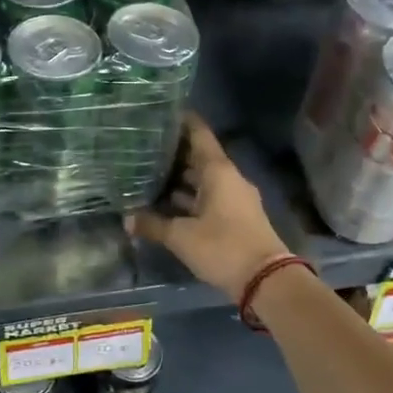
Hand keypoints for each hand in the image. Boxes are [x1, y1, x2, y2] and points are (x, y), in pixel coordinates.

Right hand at [128, 114, 290, 301]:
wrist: (266, 280)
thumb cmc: (223, 247)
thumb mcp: (182, 236)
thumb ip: (153, 225)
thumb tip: (126, 219)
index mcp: (219, 171)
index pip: (199, 134)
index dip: (182, 121)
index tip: (161, 112)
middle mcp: (228, 178)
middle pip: (199, 157)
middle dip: (173, 153)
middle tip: (143, 146)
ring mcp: (234, 198)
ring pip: (203, 179)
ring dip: (180, 178)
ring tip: (148, 173)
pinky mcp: (235, 217)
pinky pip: (208, 197)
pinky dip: (189, 198)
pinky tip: (166, 204)